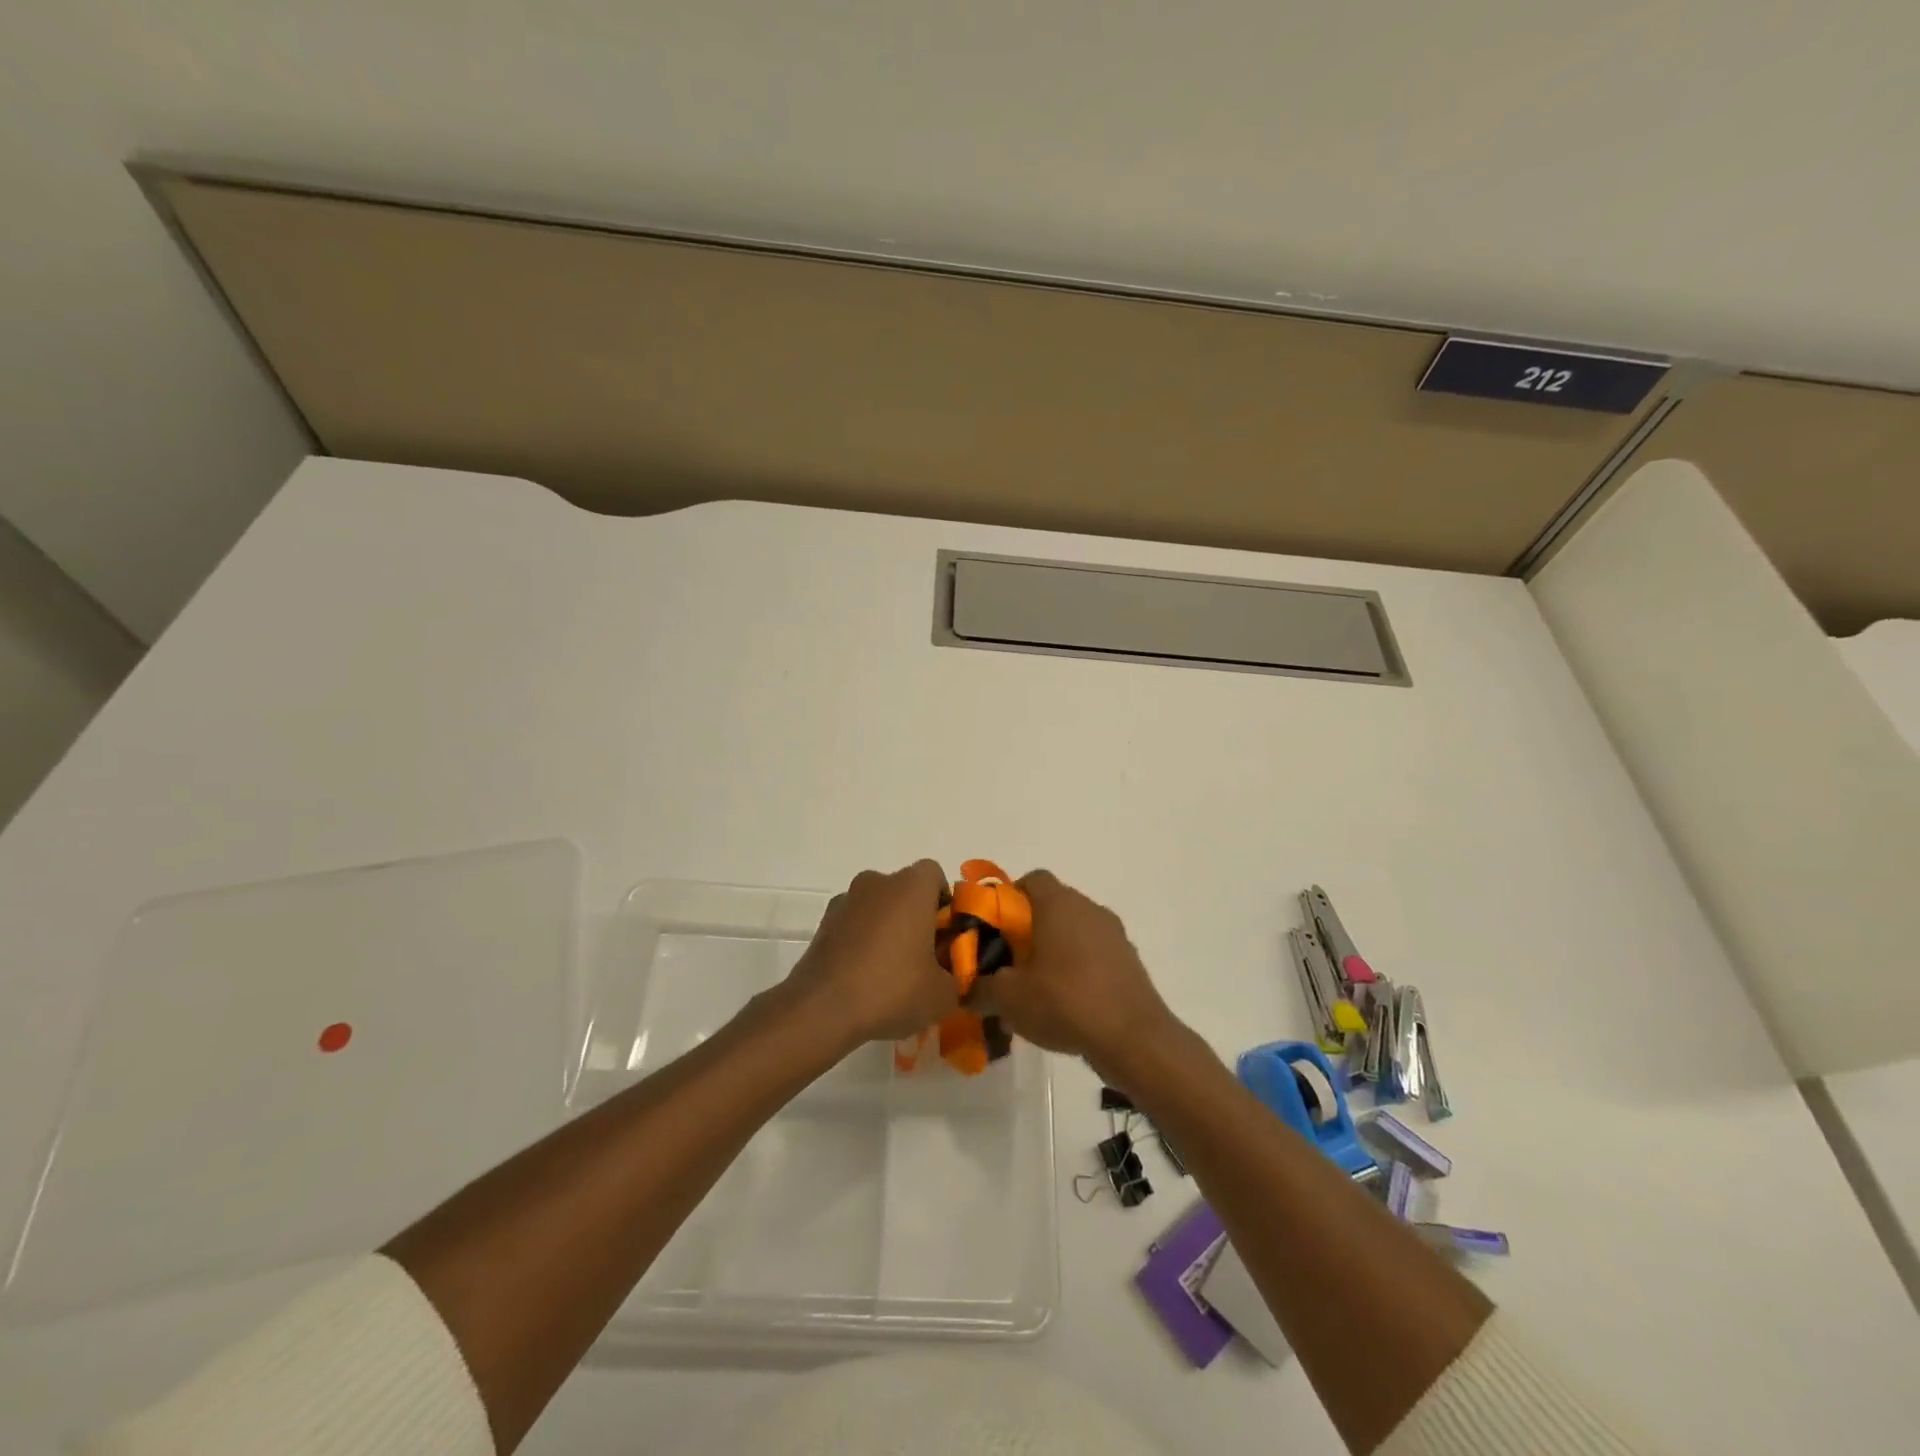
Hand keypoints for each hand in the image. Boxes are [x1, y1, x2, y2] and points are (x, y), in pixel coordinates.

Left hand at [785, 861, 958, 1047]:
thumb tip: (953, 978)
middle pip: (905, 890)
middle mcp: (877, 882)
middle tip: (923, 957)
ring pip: (877, 907)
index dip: (944, 903)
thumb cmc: (892, 988)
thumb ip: (958, 978)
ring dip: (887, 928)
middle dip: (916, 917)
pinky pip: (854, 924)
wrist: (822, 1008)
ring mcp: (846, 900)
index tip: (945, 936)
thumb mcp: (943, 994)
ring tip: (890, 972)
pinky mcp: (823, 923)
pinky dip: (861, 941)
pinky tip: (863, 977)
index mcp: (911, 886)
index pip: (935, 876)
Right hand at [977, 870, 1177, 1082]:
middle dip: (1028, 928)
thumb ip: (980, 988)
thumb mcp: (1008, 998)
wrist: (1133, 1038)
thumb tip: (967, 990)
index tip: (995, 927)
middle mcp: (1089, 908)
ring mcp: (1114, 934)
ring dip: (1055, 949)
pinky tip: (1066, 1004)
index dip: (1009, 897)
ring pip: (1075, 930)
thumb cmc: (1065, 1002)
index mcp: (1059, 904)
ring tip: (1035, 987)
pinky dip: (1078, 968)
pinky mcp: (1129, 961)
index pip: (1032, 879)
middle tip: (1009, 961)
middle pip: (1052, 905)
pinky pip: (1094, 954)